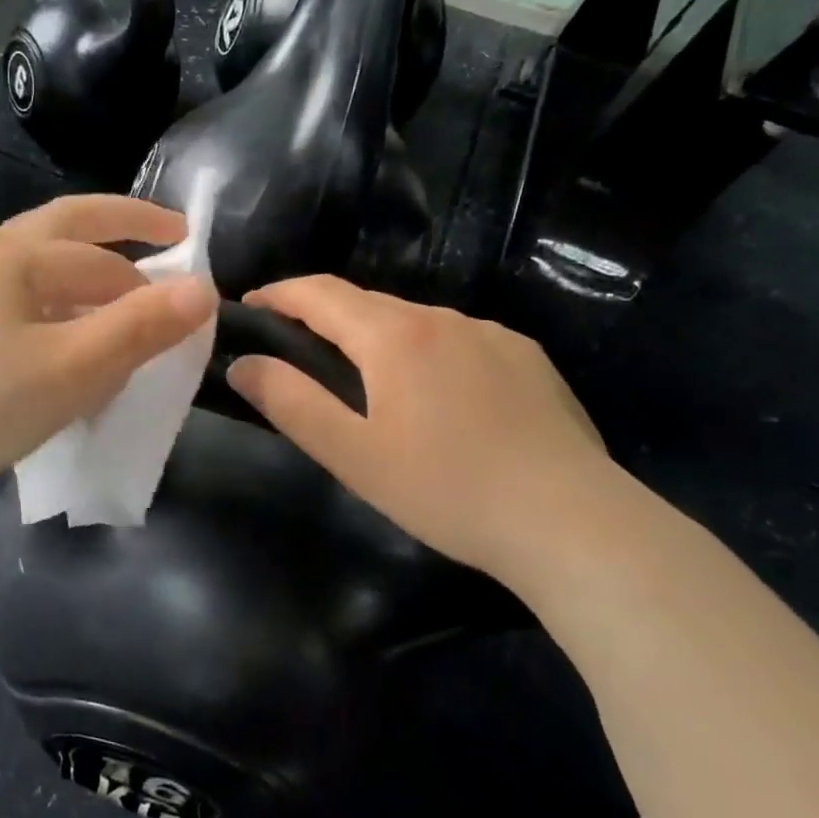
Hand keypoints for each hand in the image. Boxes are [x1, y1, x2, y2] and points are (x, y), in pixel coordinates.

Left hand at [0, 194, 217, 510]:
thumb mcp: (76, 367)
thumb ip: (142, 326)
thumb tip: (204, 289)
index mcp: (15, 255)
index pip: (103, 255)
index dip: (154, 275)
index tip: (195, 297)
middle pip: (70, 229)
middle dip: (123, 229)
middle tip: (172, 234)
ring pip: (50, 266)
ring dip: (94, 274)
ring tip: (132, 299)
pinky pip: (32, 300)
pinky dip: (68, 306)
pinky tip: (82, 340)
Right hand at [226, 275, 611, 580]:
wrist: (575, 525)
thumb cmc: (447, 489)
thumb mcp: (352, 455)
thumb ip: (290, 403)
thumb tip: (243, 363)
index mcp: (394, 335)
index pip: (319, 292)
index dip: (278, 293)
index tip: (249, 306)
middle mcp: (442, 317)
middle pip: (365, 301)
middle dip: (322, 314)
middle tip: (295, 344)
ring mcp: (493, 334)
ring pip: (414, 319)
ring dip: (376, 335)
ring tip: (365, 377)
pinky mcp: (529, 358)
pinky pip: (458, 339)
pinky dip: (426, 351)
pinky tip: (437, 396)